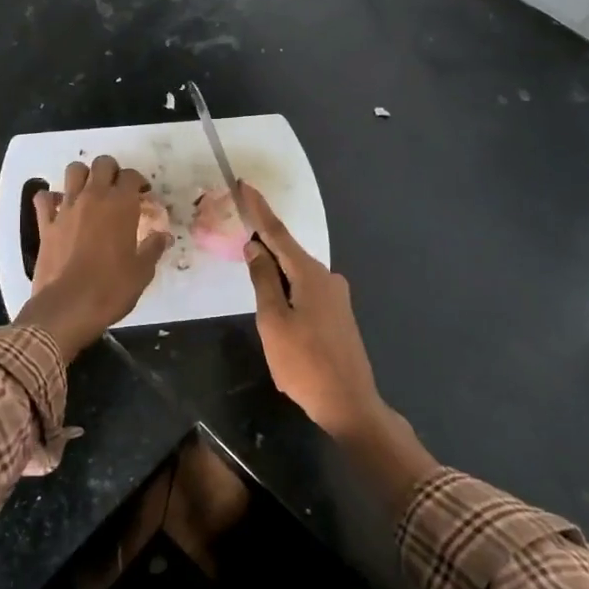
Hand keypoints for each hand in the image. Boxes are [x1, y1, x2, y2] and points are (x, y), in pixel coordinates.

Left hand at [16, 156, 170, 359]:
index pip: (131, 176)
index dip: (139, 182)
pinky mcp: (46, 224)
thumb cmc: (111, 290)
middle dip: (113, 171)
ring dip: (83, 176)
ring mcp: (66, 208)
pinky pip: (44, 198)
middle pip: (103, 164)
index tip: (143, 196)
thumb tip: (164, 236)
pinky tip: (59, 208)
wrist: (68, 308)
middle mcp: (93, 198)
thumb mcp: (142, 272)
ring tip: (89, 192)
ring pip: (73, 171)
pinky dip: (51, 198)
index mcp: (121, 206)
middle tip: (118, 190)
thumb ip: (153, 249)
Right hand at [239, 182, 381, 435]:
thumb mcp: (273, 322)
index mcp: (310, 275)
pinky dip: (286, 284)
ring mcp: (336, 296)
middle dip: (264, 239)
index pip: (278, 234)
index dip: (259, 210)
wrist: (349, 403)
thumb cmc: (304, 363)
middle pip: (288, 252)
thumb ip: (262, 281)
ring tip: (250, 265)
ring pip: (297, 272)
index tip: (244, 185)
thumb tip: (254, 248)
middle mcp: (327, 277)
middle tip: (239, 225)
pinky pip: (305, 288)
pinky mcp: (338, 314)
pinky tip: (275, 296)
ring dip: (274, 266)